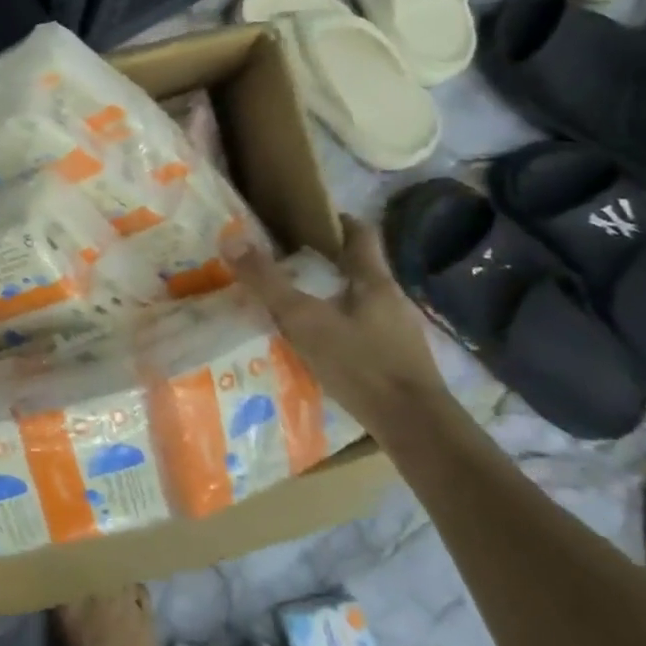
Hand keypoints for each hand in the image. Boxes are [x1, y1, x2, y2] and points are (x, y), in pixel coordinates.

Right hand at [231, 215, 451, 435]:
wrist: (414, 427)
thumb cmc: (361, 363)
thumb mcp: (304, 319)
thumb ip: (267, 282)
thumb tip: (230, 240)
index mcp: (375, 280)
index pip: (361, 234)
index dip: (337, 220)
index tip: (307, 218)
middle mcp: (391, 300)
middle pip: (358, 268)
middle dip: (325, 262)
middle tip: (285, 261)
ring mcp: (397, 333)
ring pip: (358, 301)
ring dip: (330, 297)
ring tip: (294, 303)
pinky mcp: (395, 361)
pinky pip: (360, 331)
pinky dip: (337, 328)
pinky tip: (316, 344)